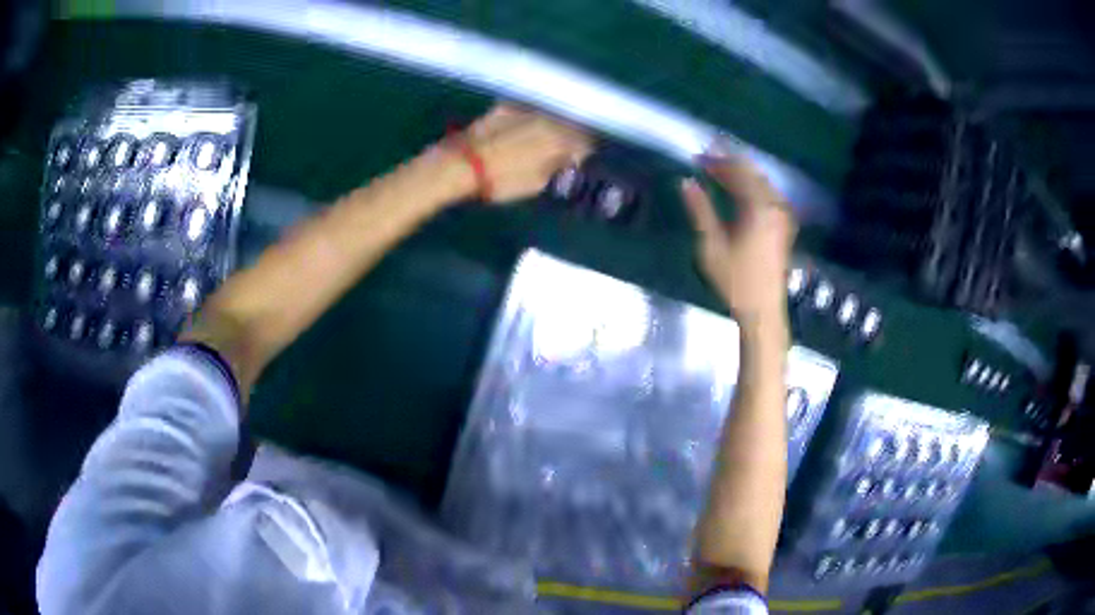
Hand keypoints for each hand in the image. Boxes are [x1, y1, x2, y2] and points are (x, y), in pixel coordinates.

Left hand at [460, 104, 592, 202]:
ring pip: (548, 115)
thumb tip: (567, 161)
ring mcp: (524, 108)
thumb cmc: (501, 179)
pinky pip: (527, 112)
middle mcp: (546, 116)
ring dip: (551, 126)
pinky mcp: (504, 107)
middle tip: (562, 153)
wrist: (461, 164)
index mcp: (559, 137)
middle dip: (569, 137)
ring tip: (541, 142)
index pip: (584, 143)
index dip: (583, 155)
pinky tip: (522, 132)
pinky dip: (531, 120)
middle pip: (568, 124)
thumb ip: (558, 169)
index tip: (576, 165)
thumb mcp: (537, 183)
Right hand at [680, 152, 796, 326]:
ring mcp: (782, 216)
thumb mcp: (712, 246)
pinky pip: (768, 195)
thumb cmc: (735, 281)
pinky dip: (751, 187)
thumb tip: (686, 182)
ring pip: (761, 183)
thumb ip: (700, 211)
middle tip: (706, 159)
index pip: (739, 171)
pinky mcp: (784, 225)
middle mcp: (775, 206)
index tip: (700, 151)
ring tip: (718, 173)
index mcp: (758, 208)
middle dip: (729, 164)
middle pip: (752, 174)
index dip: (719, 158)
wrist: (763, 310)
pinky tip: (738, 191)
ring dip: (740, 175)